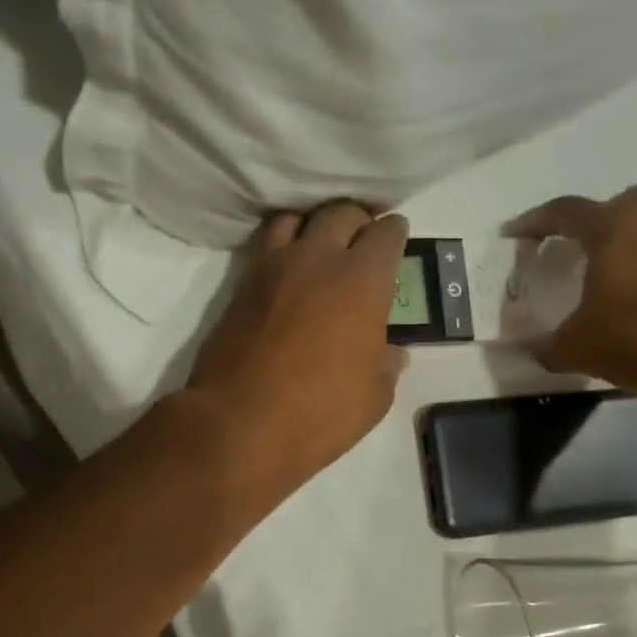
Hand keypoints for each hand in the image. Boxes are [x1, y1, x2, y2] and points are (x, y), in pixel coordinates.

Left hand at [187, 204, 409, 496]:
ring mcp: (274, 267)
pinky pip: (265, 245)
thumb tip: (392, 353)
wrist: (239, 423)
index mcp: (363, 282)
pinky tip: (287, 268)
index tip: (396, 238)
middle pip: (341, 213)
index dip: (395, 233)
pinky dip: (282, 245)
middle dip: (357, 220)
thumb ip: (386, 366)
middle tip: (362, 239)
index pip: (386, 234)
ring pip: (296, 218)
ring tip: (320, 246)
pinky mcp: (241, 284)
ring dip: (313, 224)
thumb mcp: (373, 398)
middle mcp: (318, 260)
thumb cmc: (320, 412)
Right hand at [509, 186, 636, 402]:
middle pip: (614, 208)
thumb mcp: (575, 348)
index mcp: (612, 226)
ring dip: (622, 250)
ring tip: (603, 282)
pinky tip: (636, 305)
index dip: (533, 222)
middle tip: (569, 252)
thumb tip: (537, 349)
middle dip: (588, 225)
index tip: (513, 235)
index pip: (563, 212)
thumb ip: (548, 345)